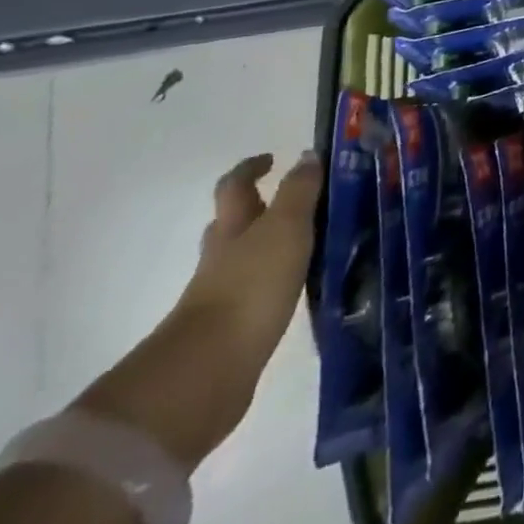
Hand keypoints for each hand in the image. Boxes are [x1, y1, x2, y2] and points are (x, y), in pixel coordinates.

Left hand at [77, 153, 322, 467]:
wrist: (211, 369)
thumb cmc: (251, 285)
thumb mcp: (285, 228)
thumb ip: (299, 192)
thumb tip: (307, 155)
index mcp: (233, 226)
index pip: (235, 186)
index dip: (251, 169)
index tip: (273, 158)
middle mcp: (223, 256)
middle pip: (236, 223)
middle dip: (260, 207)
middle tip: (301, 200)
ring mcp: (224, 294)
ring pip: (247, 258)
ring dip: (272, 246)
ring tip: (313, 242)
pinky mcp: (234, 327)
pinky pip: (258, 291)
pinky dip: (276, 282)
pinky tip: (301, 285)